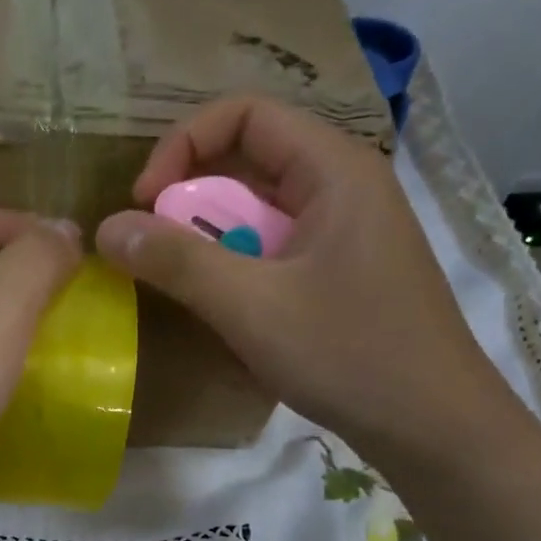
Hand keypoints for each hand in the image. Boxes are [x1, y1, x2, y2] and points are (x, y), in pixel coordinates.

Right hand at [95, 96, 513, 467]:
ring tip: (185, 284)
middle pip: (249, 160)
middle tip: (155, 251)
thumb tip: (106, 228)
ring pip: (259, 210)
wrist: (433, 425)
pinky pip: (274, 248)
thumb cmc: (349, 354)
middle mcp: (343, 186)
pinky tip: (226, 309)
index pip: (244, 115)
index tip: (145, 204)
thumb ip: (177, 262)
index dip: (182, 146)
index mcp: (334, 169)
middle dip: (190, 198)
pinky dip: (237, 267)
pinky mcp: (342, 272)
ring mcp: (345, 232)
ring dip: (211, 239)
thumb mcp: (251, 307)